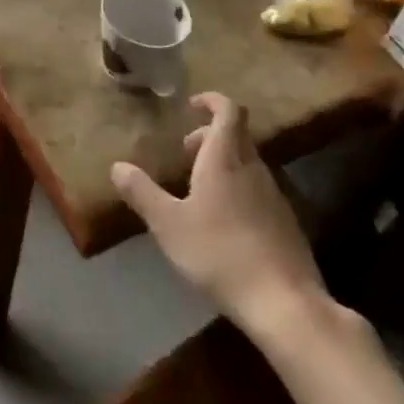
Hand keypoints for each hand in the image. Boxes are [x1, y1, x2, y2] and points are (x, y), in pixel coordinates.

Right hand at [110, 92, 334, 335]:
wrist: (284, 302)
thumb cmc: (220, 253)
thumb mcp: (169, 224)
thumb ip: (142, 193)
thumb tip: (117, 166)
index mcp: (225, 159)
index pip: (228, 111)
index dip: (211, 101)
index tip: (192, 105)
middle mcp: (253, 168)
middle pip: (237, 135)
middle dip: (210, 136)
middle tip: (185, 152)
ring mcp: (274, 195)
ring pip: (247, 163)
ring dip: (223, 163)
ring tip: (198, 189)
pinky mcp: (286, 222)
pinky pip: (258, 189)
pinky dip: (238, 188)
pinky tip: (223, 221)